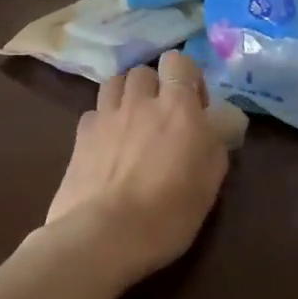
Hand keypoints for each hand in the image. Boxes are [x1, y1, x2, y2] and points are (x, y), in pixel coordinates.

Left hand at [42, 49, 228, 282]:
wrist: (103, 235)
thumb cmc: (167, 213)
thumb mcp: (210, 183)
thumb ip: (216, 144)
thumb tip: (217, 124)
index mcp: (178, 108)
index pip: (180, 62)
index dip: (187, 77)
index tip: (195, 106)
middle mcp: (140, 102)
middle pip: (144, 71)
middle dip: (154, 86)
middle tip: (163, 116)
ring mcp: (106, 116)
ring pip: (115, 83)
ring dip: (126, 95)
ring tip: (132, 121)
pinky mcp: (80, 135)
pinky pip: (94, 112)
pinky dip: (103, 120)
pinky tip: (107, 143)